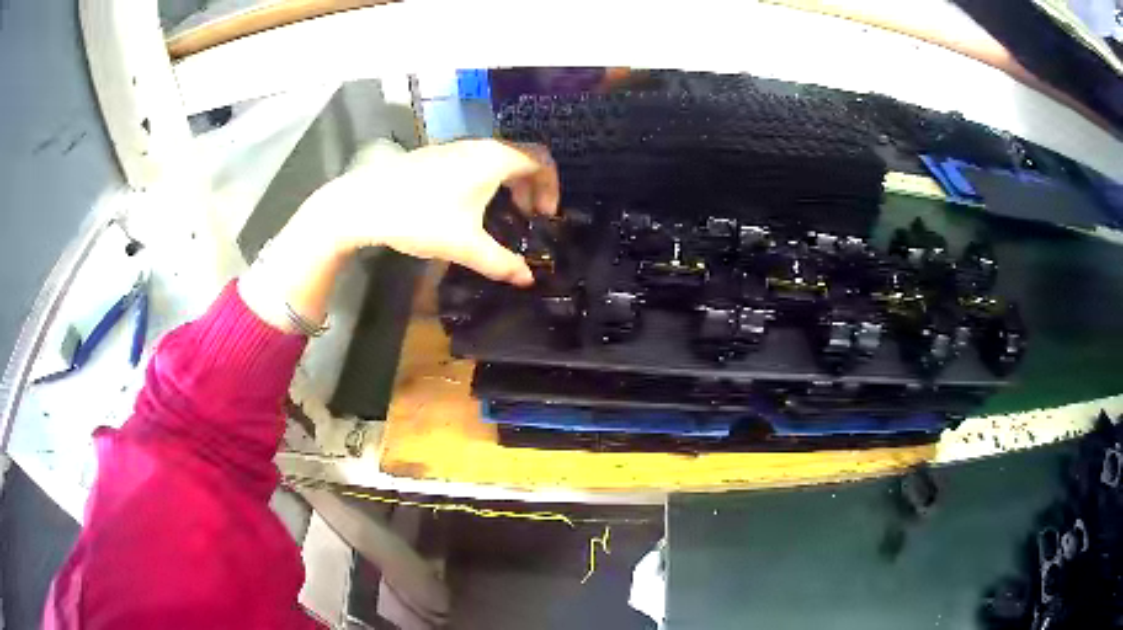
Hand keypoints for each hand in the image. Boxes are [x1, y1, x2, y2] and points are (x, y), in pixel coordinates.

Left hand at [239, 139, 558, 333]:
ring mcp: (455, 148)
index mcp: (494, 159)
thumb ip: (501, 263)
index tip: (545, 216)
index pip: (541, 160)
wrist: (363, 202)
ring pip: (497, 159)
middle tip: (528, 218)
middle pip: (521, 157)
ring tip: (503, 215)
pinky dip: (488, 180)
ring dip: (509, 184)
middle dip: (532, 187)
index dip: (552, 187)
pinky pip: (476, 162)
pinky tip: (470, 207)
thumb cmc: (420, 218)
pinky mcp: (436, 156)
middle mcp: (479, 146)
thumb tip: (527, 280)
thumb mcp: (464, 245)